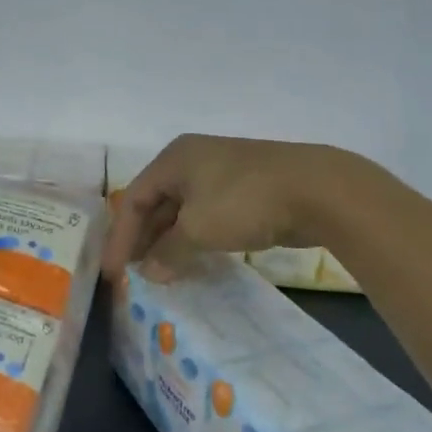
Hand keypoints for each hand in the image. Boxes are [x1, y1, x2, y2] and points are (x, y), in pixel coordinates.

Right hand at [102, 135, 354, 280]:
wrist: (317, 189)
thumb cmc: (244, 201)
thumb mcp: (198, 229)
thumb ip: (168, 251)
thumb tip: (150, 271)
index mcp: (174, 158)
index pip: (134, 198)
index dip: (121, 236)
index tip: (115, 272)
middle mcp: (194, 159)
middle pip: (157, 201)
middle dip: (143, 237)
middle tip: (134, 273)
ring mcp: (222, 171)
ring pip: (183, 209)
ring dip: (169, 239)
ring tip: (160, 271)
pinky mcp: (247, 188)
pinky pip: (208, 213)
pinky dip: (195, 236)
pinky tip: (193, 258)